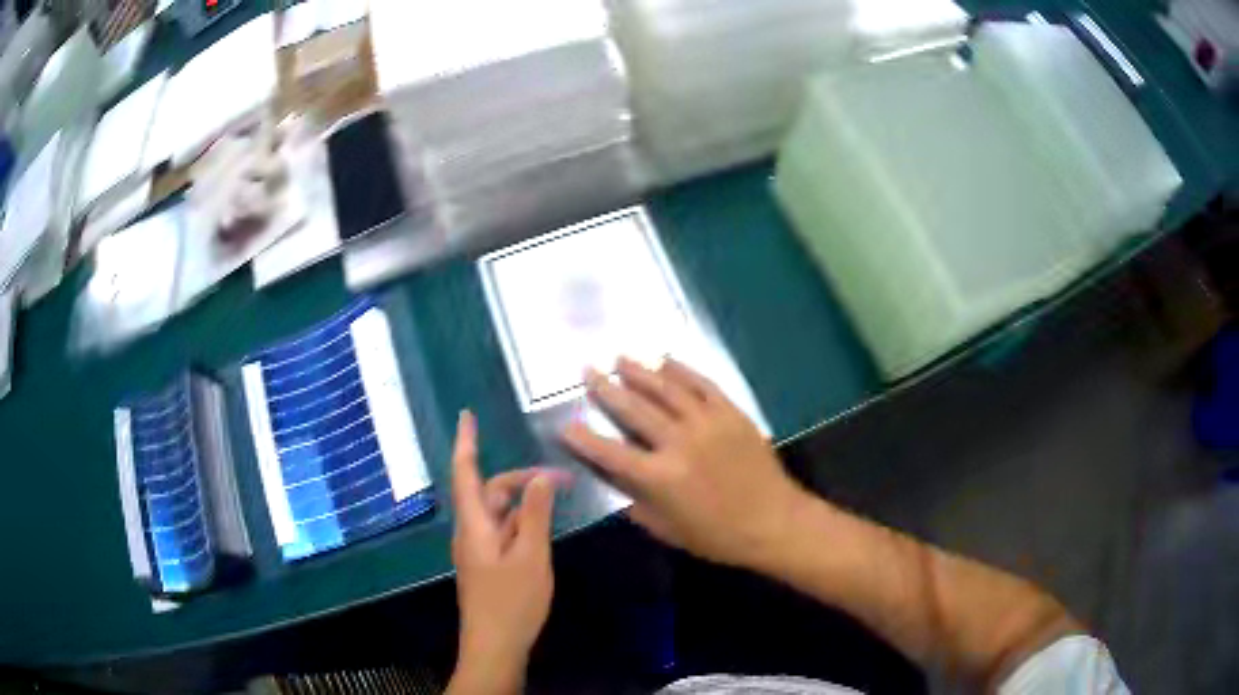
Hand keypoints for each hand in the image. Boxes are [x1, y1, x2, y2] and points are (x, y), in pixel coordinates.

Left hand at [449, 411, 561, 694]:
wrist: (495, 646)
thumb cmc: (511, 602)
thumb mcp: (531, 556)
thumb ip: (536, 515)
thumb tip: (541, 477)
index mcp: (474, 525)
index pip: (466, 473)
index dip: (466, 442)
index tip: (467, 415)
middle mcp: (471, 531)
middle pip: (490, 492)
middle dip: (520, 478)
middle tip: (560, 478)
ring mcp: (479, 549)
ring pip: (499, 512)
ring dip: (524, 501)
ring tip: (556, 497)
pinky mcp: (488, 564)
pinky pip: (504, 531)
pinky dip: (523, 521)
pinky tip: (543, 526)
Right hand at [560, 358, 807, 569]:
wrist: (773, 521)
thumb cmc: (717, 535)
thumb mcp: (668, 529)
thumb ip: (636, 502)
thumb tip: (613, 479)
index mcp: (660, 477)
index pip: (611, 453)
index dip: (584, 439)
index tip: (566, 424)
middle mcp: (679, 443)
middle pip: (635, 410)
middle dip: (607, 389)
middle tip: (588, 370)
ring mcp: (708, 423)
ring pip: (667, 390)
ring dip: (641, 371)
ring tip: (619, 357)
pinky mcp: (731, 413)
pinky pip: (703, 385)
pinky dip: (683, 370)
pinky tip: (666, 360)